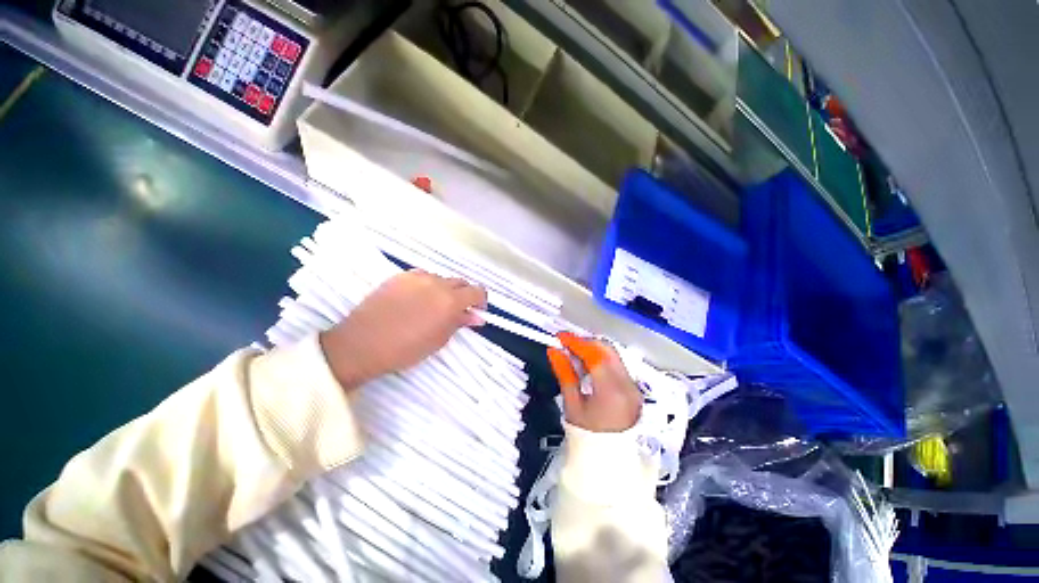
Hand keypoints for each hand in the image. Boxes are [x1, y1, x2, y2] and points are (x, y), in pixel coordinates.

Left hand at [320, 270, 486, 390]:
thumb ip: (459, 323)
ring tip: (434, 306)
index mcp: (450, 300)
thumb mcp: (439, 339)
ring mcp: (417, 277)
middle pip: (461, 282)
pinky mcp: (400, 276)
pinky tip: (417, 299)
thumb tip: (476, 317)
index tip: (477, 311)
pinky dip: (428, 286)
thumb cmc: (405, 349)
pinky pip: (423, 277)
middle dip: (465, 295)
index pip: (477, 291)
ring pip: (442, 279)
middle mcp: (437, 283)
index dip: (481, 301)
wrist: (362, 344)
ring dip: (446, 290)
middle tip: (458, 310)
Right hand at [547, 332, 641, 431]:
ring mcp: (633, 386)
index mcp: (611, 392)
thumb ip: (564, 373)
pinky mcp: (634, 388)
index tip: (561, 337)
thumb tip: (554, 351)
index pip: (595, 356)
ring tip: (575, 353)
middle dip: (585, 342)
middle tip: (566, 344)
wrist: (609, 460)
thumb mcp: (572, 404)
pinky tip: (588, 364)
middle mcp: (627, 385)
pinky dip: (601, 358)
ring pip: (613, 354)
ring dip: (593, 349)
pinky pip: (617, 364)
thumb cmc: (587, 435)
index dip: (576, 342)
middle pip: (607, 350)